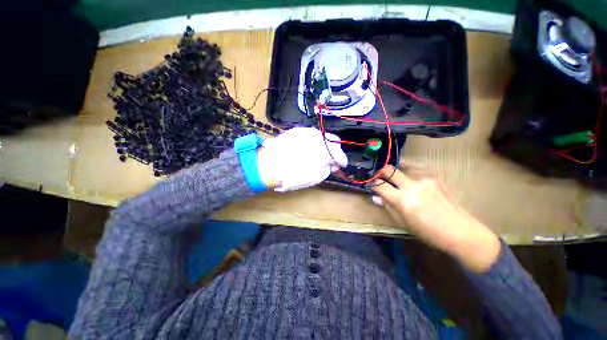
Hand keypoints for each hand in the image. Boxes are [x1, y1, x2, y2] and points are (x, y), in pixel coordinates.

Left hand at [257, 127, 347, 191]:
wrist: (269, 164)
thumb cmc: (294, 175)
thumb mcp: (316, 177)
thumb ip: (328, 168)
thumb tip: (332, 163)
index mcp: (326, 150)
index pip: (340, 155)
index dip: (342, 162)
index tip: (340, 166)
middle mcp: (319, 137)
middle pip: (334, 141)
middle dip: (335, 150)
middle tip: (330, 160)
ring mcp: (308, 131)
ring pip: (322, 136)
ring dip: (324, 145)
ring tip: (317, 154)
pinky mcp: (297, 130)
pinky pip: (310, 134)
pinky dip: (313, 141)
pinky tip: (306, 149)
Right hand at [371, 165, 500, 272]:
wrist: (461, 231)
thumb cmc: (428, 232)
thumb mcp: (403, 223)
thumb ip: (388, 206)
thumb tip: (378, 196)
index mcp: (403, 201)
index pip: (379, 185)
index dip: (372, 184)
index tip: (371, 185)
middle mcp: (412, 187)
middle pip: (389, 170)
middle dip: (381, 172)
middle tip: (381, 178)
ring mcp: (424, 180)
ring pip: (404, 170)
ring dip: (399, 176)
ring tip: (402, 186)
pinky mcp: (435, 179)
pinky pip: (416, 175)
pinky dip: (412, 179)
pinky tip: (418, 189)